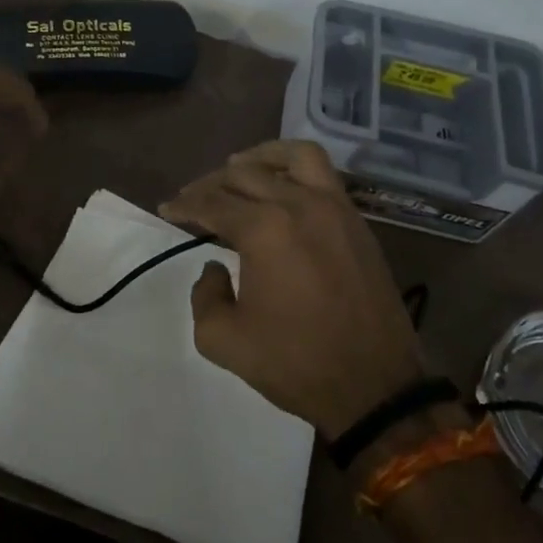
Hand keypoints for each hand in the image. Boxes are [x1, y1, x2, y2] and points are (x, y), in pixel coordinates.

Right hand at [160, 140, 426, 438]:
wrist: (375, 386)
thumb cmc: (295, 364)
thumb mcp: (224, 341)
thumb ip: (205, 296)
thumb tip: (215, 268)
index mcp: (263, 230)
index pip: (212, 203)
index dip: (184, 205)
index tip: (167, 209)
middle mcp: (298, 205)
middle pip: (244, 175)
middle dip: (211, 184)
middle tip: (194, 199)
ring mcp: (333, 208)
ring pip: (293, 157)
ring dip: (260, 157)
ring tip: (239, 168)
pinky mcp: (356, 221)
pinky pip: (324, 174)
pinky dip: (296, 168)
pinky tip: (282, 187)